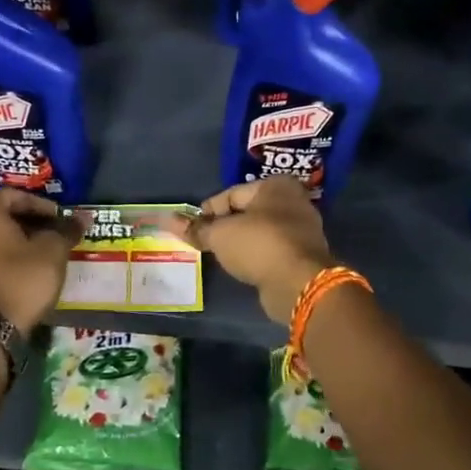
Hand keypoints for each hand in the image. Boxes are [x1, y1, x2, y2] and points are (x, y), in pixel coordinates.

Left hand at [0, 190, 82, 332]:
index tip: (60, 221)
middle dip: (23, 228)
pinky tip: (6, 284)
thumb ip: (65, 231)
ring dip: (4, 249)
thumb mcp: (51, 255)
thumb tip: (81, 218)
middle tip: (47, 243)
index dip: (42, 207)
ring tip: (28, 266)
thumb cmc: (16, 284)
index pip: (15, 196)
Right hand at [168, 178, 335, 323]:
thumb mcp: (220, 235)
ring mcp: (302, 230)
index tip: (192, 227)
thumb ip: (196, 229)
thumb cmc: (258, 245)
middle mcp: (293, 202)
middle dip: (225, 226)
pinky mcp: (303, 255)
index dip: (208, 211)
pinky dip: (256, 255)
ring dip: (241, 242)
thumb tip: (167, 220)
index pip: (231, 194)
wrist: (299, 283)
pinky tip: (242, 266)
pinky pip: (271, 250)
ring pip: (260, 232)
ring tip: (220, 255)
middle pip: (248, 212)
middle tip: (203, 241)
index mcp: (275, 186)